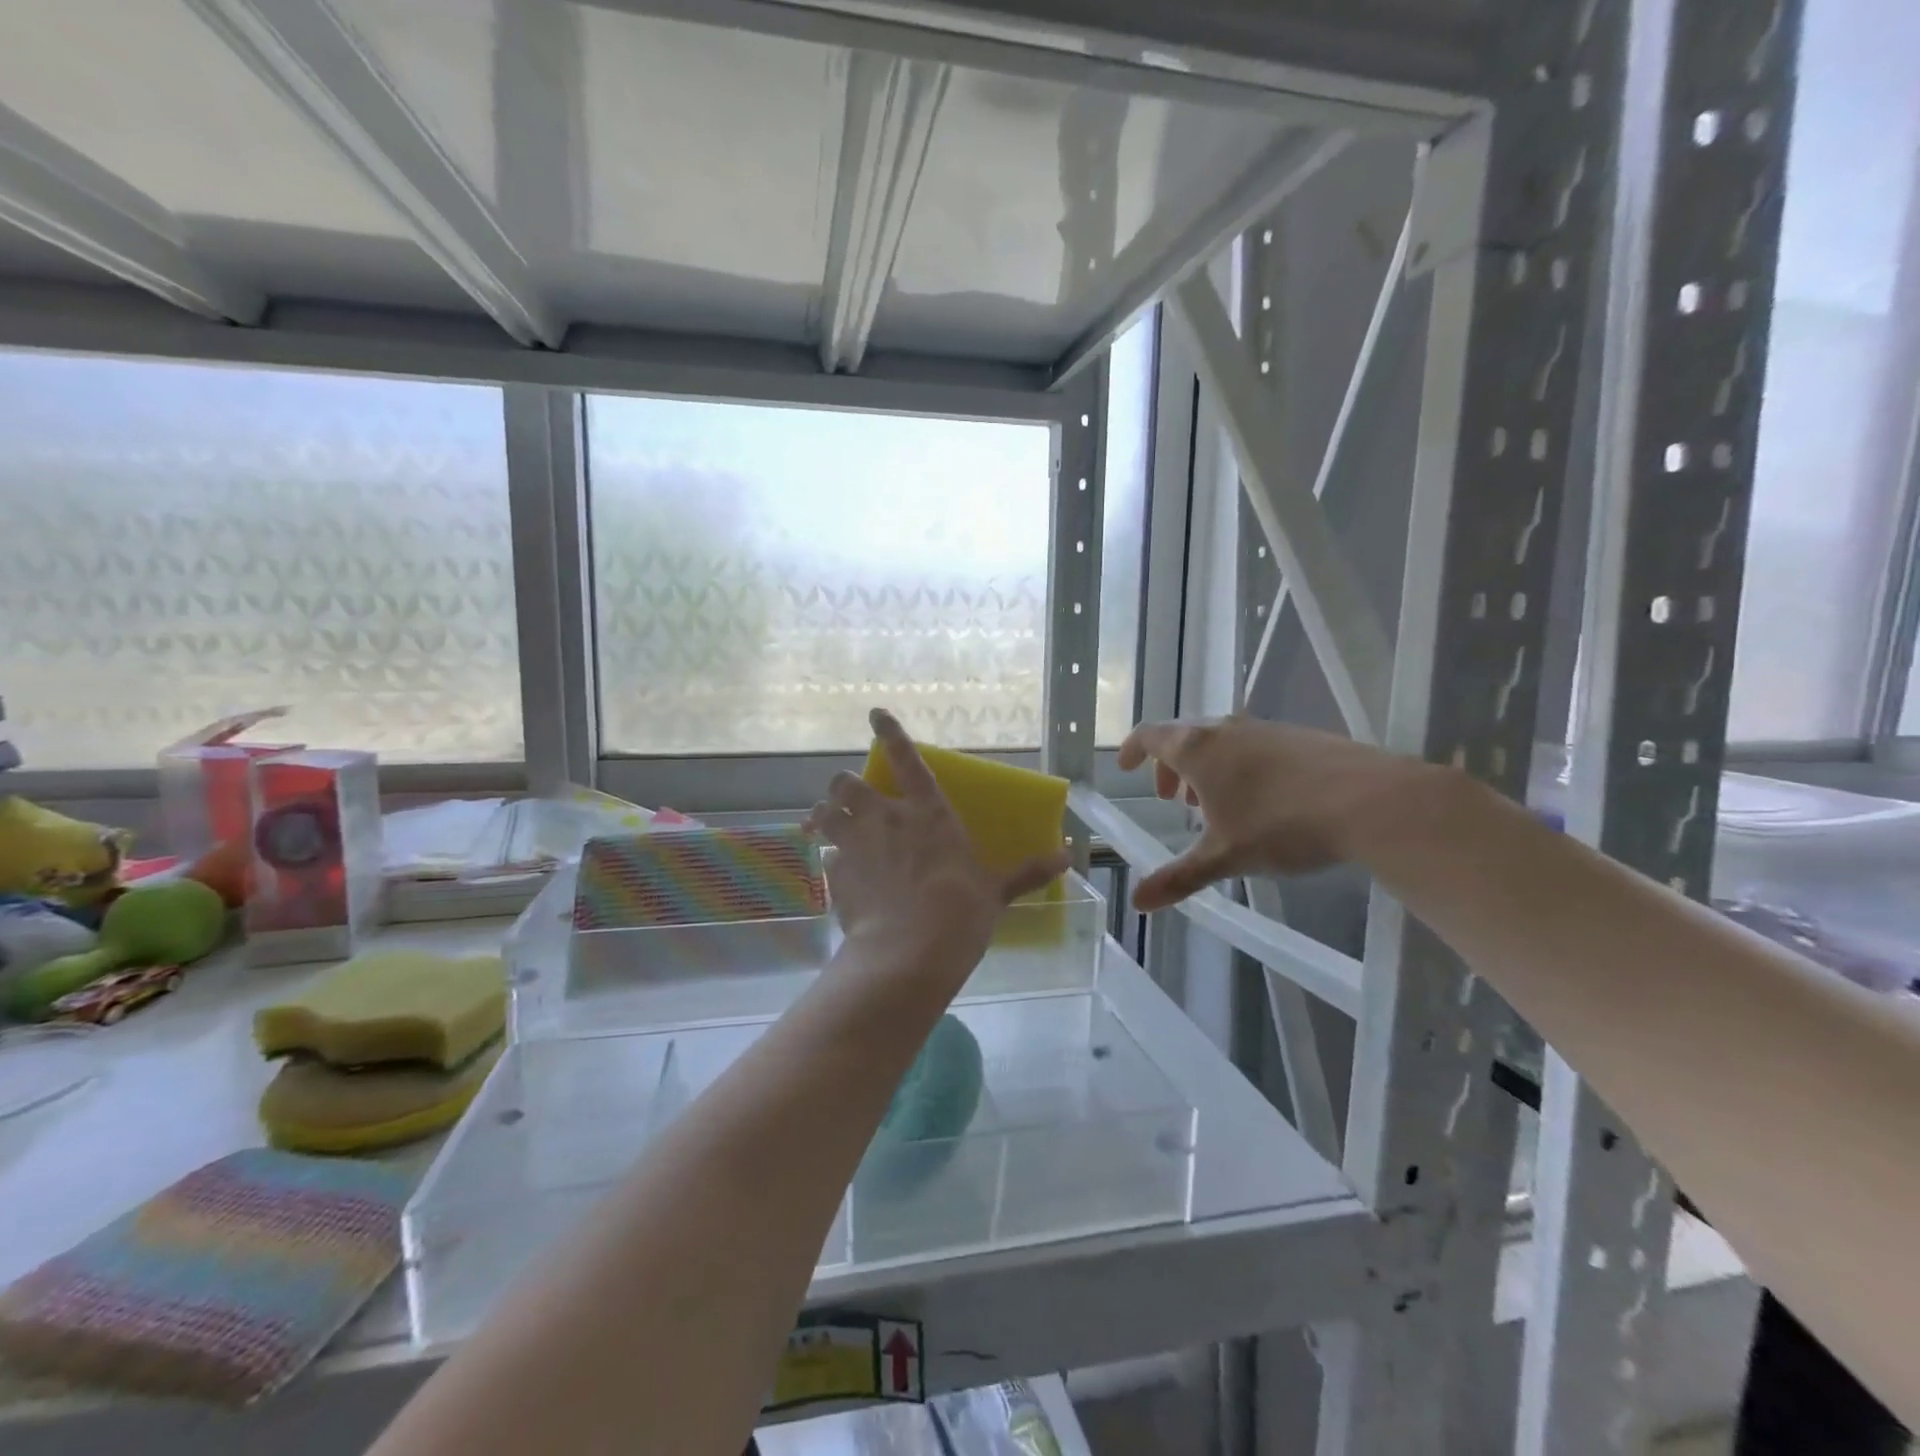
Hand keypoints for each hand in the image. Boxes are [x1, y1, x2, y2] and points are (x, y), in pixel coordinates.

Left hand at [805, 709, 1070, 972]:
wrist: (909, 953)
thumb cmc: (960, 912)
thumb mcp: (996, 891)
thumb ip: (1027, 872)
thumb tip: (1068, 858)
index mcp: (928, 813)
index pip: (906, 759)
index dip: (889, 732)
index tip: (875, 713)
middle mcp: (885, 819)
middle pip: (846, 784)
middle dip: (843, 786)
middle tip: (848, 797)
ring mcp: (855, 845)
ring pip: (825, 814)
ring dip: (824, 816)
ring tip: (825, 824)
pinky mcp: (836, 876)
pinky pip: (827, 858)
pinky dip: (831, 860)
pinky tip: (840, 875)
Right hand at [1117, 715, 1440, 910]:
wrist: (1369, 800)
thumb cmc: (1281, 824)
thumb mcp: (1224, 857)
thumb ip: (1178, 877)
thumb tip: (1136, 902)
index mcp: (1198, 749)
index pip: (1150, 735)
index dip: (1133, 749)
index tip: (1125, 768)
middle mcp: (1227, 729)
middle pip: (1184, 737)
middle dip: (1171, 767)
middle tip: (1174, 801)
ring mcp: (1266, 729)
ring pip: (1221, 741)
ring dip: (1207, 768)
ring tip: (1216, 805)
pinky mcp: (1300, 737)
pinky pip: (1253, 745)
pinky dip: (1239, 766)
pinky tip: (1262, 801)